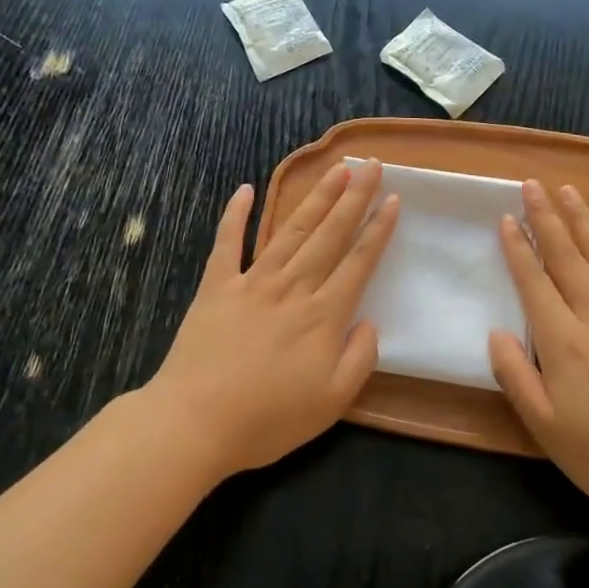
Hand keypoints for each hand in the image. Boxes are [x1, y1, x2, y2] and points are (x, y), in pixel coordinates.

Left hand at [144, 160, 398, 480]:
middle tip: (370, 165)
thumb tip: (368, 321)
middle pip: (329, 235)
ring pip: (291, 231)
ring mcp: (252, 282)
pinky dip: (235, 215)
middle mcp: (292, 288)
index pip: (358, 262)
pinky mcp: (216, 287)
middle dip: (354, 198)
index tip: (393, 200)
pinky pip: (228, 243)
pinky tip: (245, 189)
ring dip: (315, 197)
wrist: (195, 422)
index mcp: (323, 316)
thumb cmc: (268, 419)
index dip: (378, 230)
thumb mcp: (332, 402)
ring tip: (335, 170)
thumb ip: (360, 358)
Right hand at [489, 180, 588, 528]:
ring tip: (571, 193)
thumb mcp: (543, 425)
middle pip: (568, 259)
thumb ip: (515, 374)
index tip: (505, 217)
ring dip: (587, 225)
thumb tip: (495, 331)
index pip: (534, 282)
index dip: (517, 248)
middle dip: (546, 219)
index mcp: (564, 340)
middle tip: (532, 184)